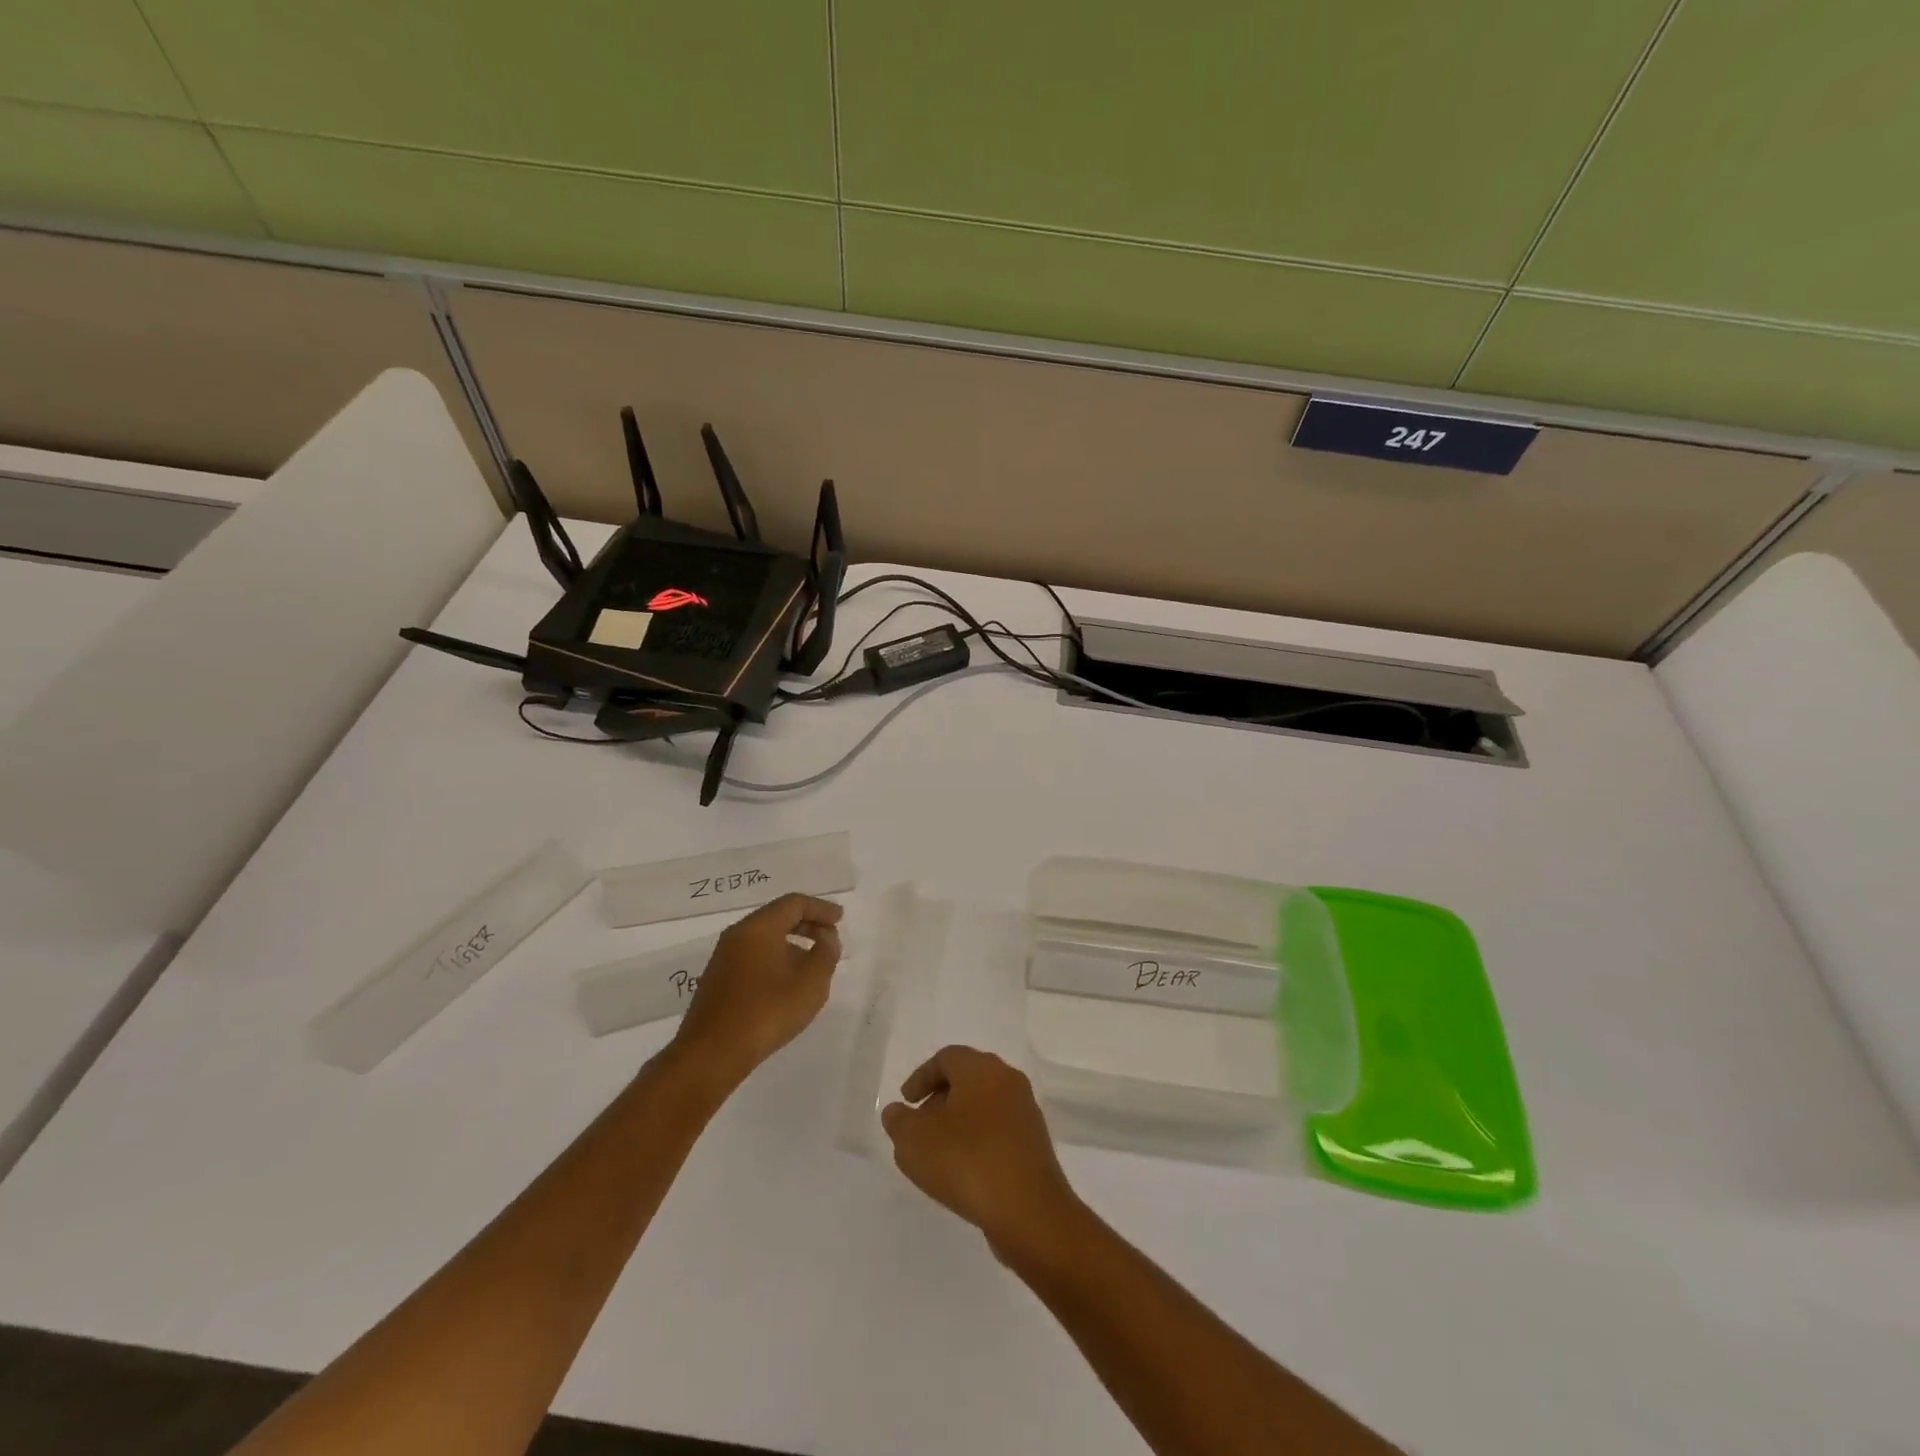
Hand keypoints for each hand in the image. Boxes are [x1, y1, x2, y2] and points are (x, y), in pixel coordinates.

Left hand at [672, 894, 842, 1086]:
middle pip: (777, 916)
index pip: (794, 903)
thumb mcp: (811, 982)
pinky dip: (775, 957)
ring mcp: (723, 957)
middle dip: (807, 923)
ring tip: (812, 962)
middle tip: (829, 937)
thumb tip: (825, 936)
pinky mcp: (718, 980)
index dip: (821, 908)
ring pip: (764, 937)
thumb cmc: (767, 1011)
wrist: (712, 1054)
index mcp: (759, 927)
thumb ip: (826, 953)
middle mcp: (738, 935)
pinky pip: (753, 956)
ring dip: (791, 942)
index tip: (840, 919)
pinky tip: (786, 982)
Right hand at [881, 1046, 1085, 1265]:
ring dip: (959, 1121)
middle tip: (920, 1125)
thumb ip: (900, 1122)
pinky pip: (998, 1129)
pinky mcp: (1034, 1142)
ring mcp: (1025, 1111)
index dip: (921, 1077)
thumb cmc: (967, 1162)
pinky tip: (964, 1170)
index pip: (947, 1058)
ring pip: (984, 1104)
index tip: (906, 1103)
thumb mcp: (915, 1142)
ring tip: (938, 1152)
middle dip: (940, 1098)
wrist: (1029, 1211)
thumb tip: (897, 1112)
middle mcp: (1007, 1080)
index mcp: (981, 1068)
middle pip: (967, 1078)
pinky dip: (978, 1140)